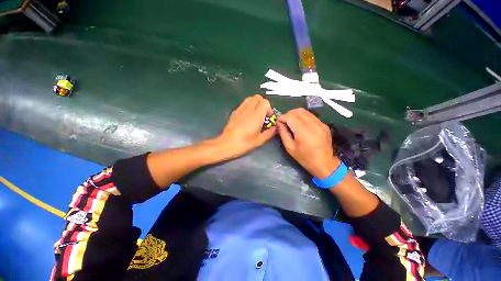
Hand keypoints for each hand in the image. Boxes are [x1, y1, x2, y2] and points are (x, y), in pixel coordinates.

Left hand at [216, 95, 276, 157]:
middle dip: (262, 104)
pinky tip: (247, 117)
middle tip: (262, 115)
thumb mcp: (260, 140)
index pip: (265, 102)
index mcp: (256, 115)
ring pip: (250, 98)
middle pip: (258, 97)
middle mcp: (248, 109)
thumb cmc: (244, 143)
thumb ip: (270, 132)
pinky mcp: (234, 111)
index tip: (268, 118)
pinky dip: (248, 106)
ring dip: (255, 103)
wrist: (226, 144)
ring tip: (255, 114)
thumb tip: (276, 127)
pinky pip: (243, 103)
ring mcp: (240, 109)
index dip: (269, 109)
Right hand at [277, 108, 340, 178]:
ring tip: (291, 122)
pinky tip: (300, 125)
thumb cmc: (304, 158)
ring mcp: (321, 123)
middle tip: (284, 122)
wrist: (324, 164)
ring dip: (295, 114)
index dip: (282, 117)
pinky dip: (302, 117)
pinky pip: (310, 115)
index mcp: (304, 132)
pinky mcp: (324, 124)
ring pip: (304, 111)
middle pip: (297, 111)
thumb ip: (283, 133)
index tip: (278, 122)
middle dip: (288, 114)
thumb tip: (279, 122)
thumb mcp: (289, 147)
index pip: (291, 116)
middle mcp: (314, 124)